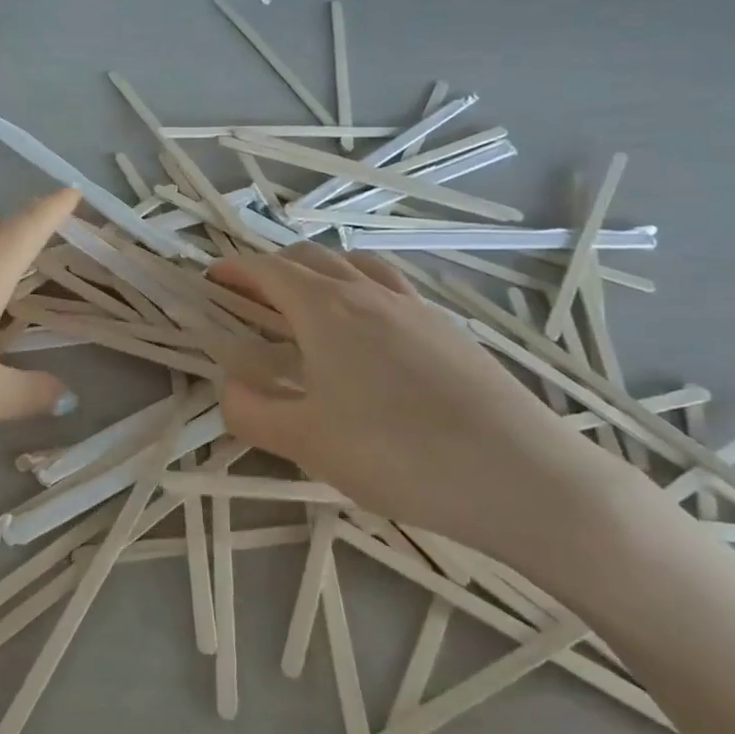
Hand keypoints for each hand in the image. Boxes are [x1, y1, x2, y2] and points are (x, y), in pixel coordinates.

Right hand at [209, 245, 627, 566]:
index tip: (211, 280)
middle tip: (249, 299)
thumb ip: (251, 411)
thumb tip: (230, 387)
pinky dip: (359, 291)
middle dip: (270, 269)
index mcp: (326, 309)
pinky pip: (390, 289)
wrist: (523, 476)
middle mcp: (369, 293)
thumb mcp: (305, 442)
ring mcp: (415, 307)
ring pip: (354, 265)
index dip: (234, 270)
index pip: (267, 270)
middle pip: (309, 258)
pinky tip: (366, 337)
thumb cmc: (398, 454)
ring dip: (318, 273)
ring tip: (306, 307)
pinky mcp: (450, 330)